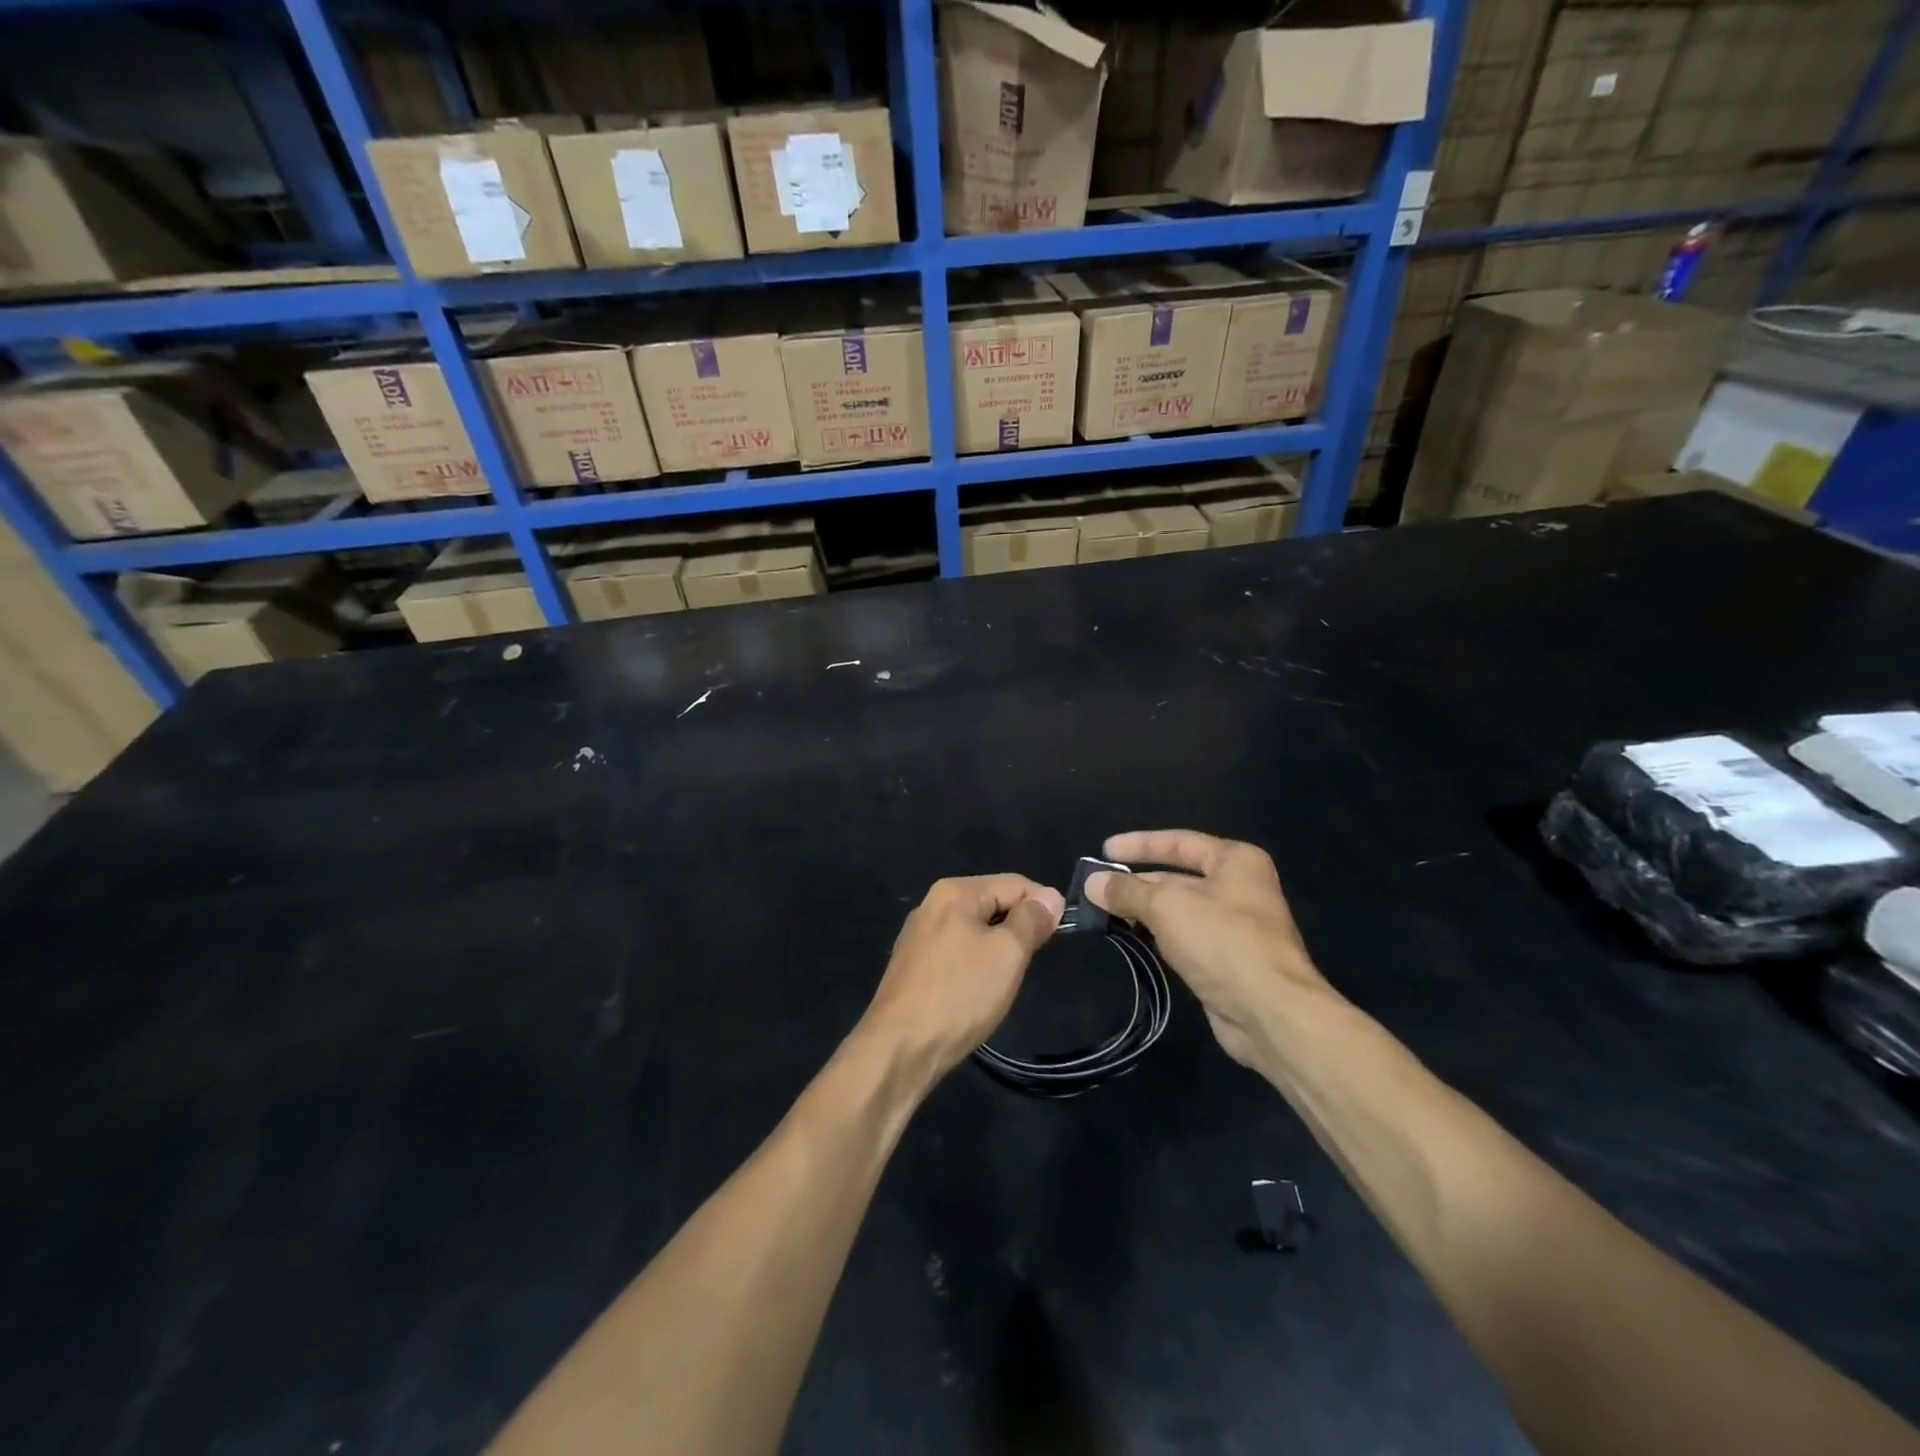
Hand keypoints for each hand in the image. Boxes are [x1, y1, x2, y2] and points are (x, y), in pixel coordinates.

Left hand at [859, 875, 1064, 1082]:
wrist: (900, 1048)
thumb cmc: (960, 995)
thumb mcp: (1007, 954)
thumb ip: (1031, 920)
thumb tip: (1050, 897)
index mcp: (954, 892)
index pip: (1014, 883)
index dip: (1042, 905)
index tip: (1058, 936)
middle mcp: (932, 904)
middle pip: (993, 902)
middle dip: (1018, 928)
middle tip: (1029, 963)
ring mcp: (918, 936)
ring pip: (975, 929)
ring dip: (997, 948)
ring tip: (1005, 980)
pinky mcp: (912, 965)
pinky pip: (957, 951)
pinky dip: (975, 964)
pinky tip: (977, 991)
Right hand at [1087, 831, 1330, 1067]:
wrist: (1270, 1012)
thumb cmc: (1221, 941)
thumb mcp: (1167, 906)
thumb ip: (1127, 891)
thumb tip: (1092, 883)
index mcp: (1235, 861)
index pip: (1179, 842)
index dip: (1140, 844)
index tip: (1104, 850)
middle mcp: (1238, 888)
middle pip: (1176, 877)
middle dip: (1136, 883)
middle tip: (1095, 889)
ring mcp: (1233, 926)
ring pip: (1177, 910)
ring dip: (1142, 911)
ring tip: (1102, 913)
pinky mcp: (1225, 960)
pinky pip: (1182, 938)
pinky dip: (1156, 936)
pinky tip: (1129, 938)